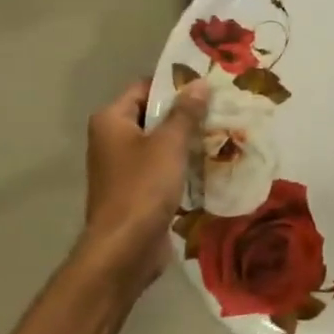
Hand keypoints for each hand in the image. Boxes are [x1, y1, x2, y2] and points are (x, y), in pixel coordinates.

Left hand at [77, 78, 209, 290]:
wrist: (125, 249)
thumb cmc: (143, 187)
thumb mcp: (169, 144)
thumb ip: (185, 112)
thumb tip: (200, 83)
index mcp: (111, 121)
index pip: (144, 88)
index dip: (174, 85)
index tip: (207, 85)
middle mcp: (112, 139)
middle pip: (152, 115)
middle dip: (185, 113)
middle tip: (221, 107)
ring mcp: (123, 167)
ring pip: (160, 142)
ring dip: (187, 140)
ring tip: (222, 131)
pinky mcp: (136, 190)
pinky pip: (162, 167)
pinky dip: (182, 163)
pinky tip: (211, 162)